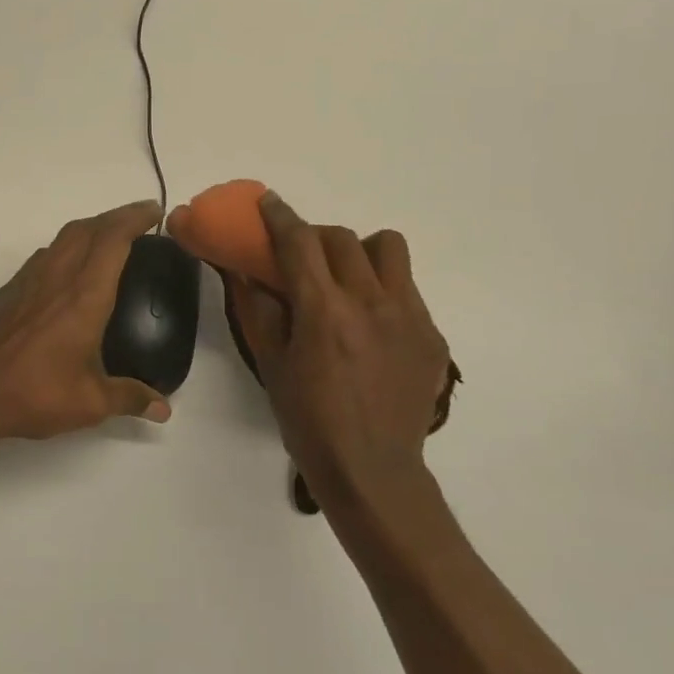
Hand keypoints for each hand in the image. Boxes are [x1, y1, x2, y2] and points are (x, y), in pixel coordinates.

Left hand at [0, 200, 172, 440]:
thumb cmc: (35, 393)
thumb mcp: (90, 403)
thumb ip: (129, 398)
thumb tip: (162, 408)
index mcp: (84, 296)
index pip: (113, 240)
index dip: (134, 218)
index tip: (154, 211)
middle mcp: (57, 277)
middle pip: (88, 228)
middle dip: (115, 216)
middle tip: (138, 220)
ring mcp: (28, 280)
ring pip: (62, 238)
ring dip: (89, 229)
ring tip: (107, 239)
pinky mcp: (8, 291)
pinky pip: (43, 256)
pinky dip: (64, 249)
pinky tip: (67, 271)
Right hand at [173, 191, 453, 495]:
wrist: (373, 470)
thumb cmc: (309, 420)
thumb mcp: (270, 364)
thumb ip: (256, 309)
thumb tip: (242, 270)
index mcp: (323, 311)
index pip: (299, 242)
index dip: (279, 215)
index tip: (268, 202)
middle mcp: (369, 302)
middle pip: (342, 238)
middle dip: (315, 237)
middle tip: (302, 257)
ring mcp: (408, 316)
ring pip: (388, 248)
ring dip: (360, 251)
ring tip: (348, 278)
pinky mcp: (431, 334)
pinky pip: (407, 288)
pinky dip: (383, 290)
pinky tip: (371, 325)